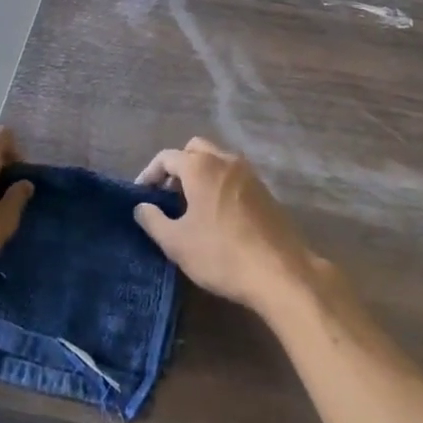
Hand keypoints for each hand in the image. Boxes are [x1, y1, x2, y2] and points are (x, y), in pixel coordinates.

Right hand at [133, 138, 319, 319]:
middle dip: (177, 167)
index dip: (149, 174)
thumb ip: (153, 220)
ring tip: (190, 206)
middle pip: (194, 150)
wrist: (281, 272)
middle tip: (167, 195)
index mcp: (201, 166)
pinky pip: (233, 176)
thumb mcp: (177, 243)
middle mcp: (225, 160)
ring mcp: (249, 174)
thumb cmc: (221, 254)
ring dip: (200, 175)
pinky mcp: (265, 191)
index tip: (141, 196)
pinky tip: (217, 215)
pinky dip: (219, 185)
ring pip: (217, 161)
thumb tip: (141, 207)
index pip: (167, 157)